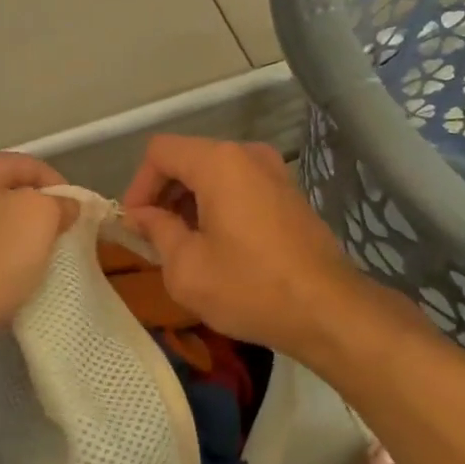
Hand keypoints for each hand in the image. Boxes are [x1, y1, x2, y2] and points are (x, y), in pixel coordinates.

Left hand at [0, 151, 78, 356]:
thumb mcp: (41, 218)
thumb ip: (59, 203)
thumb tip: (64, 205)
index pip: (29, 166)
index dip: (61, 187)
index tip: (77, 216)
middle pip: (3, 191)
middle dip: (33, 211)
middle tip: (57, 236)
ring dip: (10, 235)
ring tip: (32, 260)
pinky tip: (1, 277)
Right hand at [121, 135, 378, 361]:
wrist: (328, 310)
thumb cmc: (250, 287)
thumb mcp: (187, 268)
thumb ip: (157, 231)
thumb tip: (143, 216)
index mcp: (219, 162)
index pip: (160, 152)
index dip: (139, 185)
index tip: (136, 225)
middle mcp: (248, 154)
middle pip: (189, 158)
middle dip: (164, 193)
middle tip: (155, 236)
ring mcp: (274, 171)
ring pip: (215, 172)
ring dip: (191, 201)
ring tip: (184, 244)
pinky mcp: (289, 192)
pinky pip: (240, 185)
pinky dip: (219, 204)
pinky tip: (219, 245)